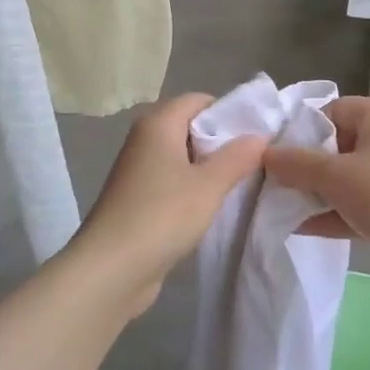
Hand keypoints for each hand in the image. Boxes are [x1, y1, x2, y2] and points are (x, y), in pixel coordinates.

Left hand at [77, 93, 264, 314]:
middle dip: (222, 142)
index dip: (229, 112)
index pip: (199, 100)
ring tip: (240, 184)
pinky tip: (212, 206)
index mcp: (158, 123)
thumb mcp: (209, 185)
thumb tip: (259, 136)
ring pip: (182, 156)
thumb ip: (237, 157)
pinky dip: (192, 188)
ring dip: (208, 168)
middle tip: (254, 160)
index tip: (256, 134)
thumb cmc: (162, 215)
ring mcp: (137, 170)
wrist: (110, 270)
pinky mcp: (137, 199)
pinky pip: (172, 181)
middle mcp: (144, 139)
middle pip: (190, 126)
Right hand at [262, 96, 369, 250]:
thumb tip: (265, 155)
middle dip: (308, 165)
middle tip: (279, 183)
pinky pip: (362, 202)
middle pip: (339, 144)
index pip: (333, 110)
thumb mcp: (334, 176)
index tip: (279, 154)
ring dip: (320, 192)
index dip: (303, 130)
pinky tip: (304, 229)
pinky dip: (337, 212)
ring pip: (350, 177)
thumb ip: (296, 164)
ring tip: (285, 207)